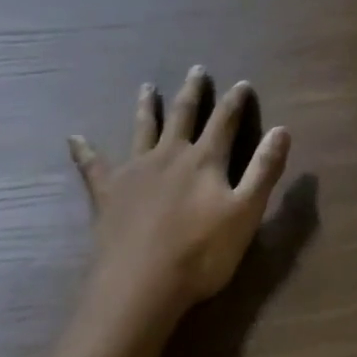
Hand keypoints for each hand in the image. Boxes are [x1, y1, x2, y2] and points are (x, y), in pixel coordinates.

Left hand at [69, 67, 290, 313]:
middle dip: (192, 92)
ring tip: (146, 87)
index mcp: (205, 160)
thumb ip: (264, 170)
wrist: (139, 287)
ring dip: (146, 107)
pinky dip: (84, 150)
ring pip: (143, 129)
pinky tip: (74, 137)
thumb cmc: (201, 253)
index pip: (225, 121)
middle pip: (183, 115)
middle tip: (196, 69)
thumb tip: (282, 129)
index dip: (235, 101)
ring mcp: (135, 171)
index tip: (241, 83)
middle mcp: (170, 155)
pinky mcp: (108, 193)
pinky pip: (93, 166)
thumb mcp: (246, 213)